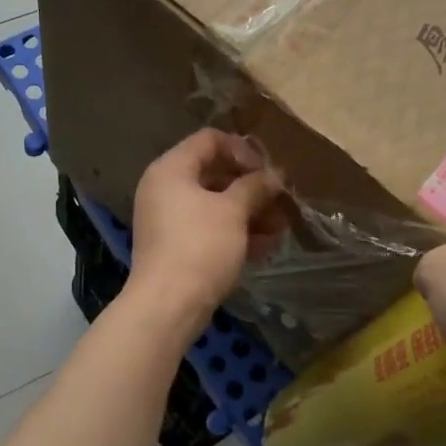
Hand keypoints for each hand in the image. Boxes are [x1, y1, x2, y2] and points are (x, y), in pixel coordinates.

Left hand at [128, 129, 286, 320]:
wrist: (168, 305)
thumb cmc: (200, 246)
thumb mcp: (233, 211)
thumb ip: (255, 187)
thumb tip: (274, 175)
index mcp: (171, 169)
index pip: (209, 140)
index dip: (242, 150)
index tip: (267, 172)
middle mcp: (164, 189)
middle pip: (213, 174)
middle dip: (251, 187)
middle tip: (280, 201)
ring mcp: (168, 220)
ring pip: (214, 206)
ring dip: (249, 213)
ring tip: (280, 228)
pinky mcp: (176, 248)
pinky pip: (208, 230)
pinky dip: (234, 233)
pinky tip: (265, 247)